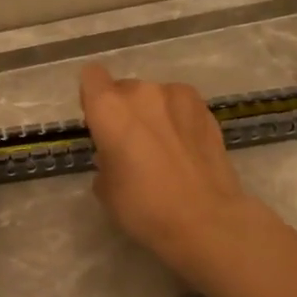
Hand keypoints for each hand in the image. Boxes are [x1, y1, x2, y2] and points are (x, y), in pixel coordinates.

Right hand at [78, 64, 261, 273]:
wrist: (205, 219)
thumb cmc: (144, 207)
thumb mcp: (105, 189)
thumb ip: (105, 158)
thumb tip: (117, 155)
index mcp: (109, 108)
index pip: (91, 77)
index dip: (92, 98)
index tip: (99, 123)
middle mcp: (141, 92)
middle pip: (124, 89)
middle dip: (124, 111)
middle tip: (133, 145)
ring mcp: (177, 96)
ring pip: (155, 96)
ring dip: (154, 113)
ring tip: (165, 147)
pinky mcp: (205, 108)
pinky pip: (181, 106)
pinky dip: (178, 119)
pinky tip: (187, 147)